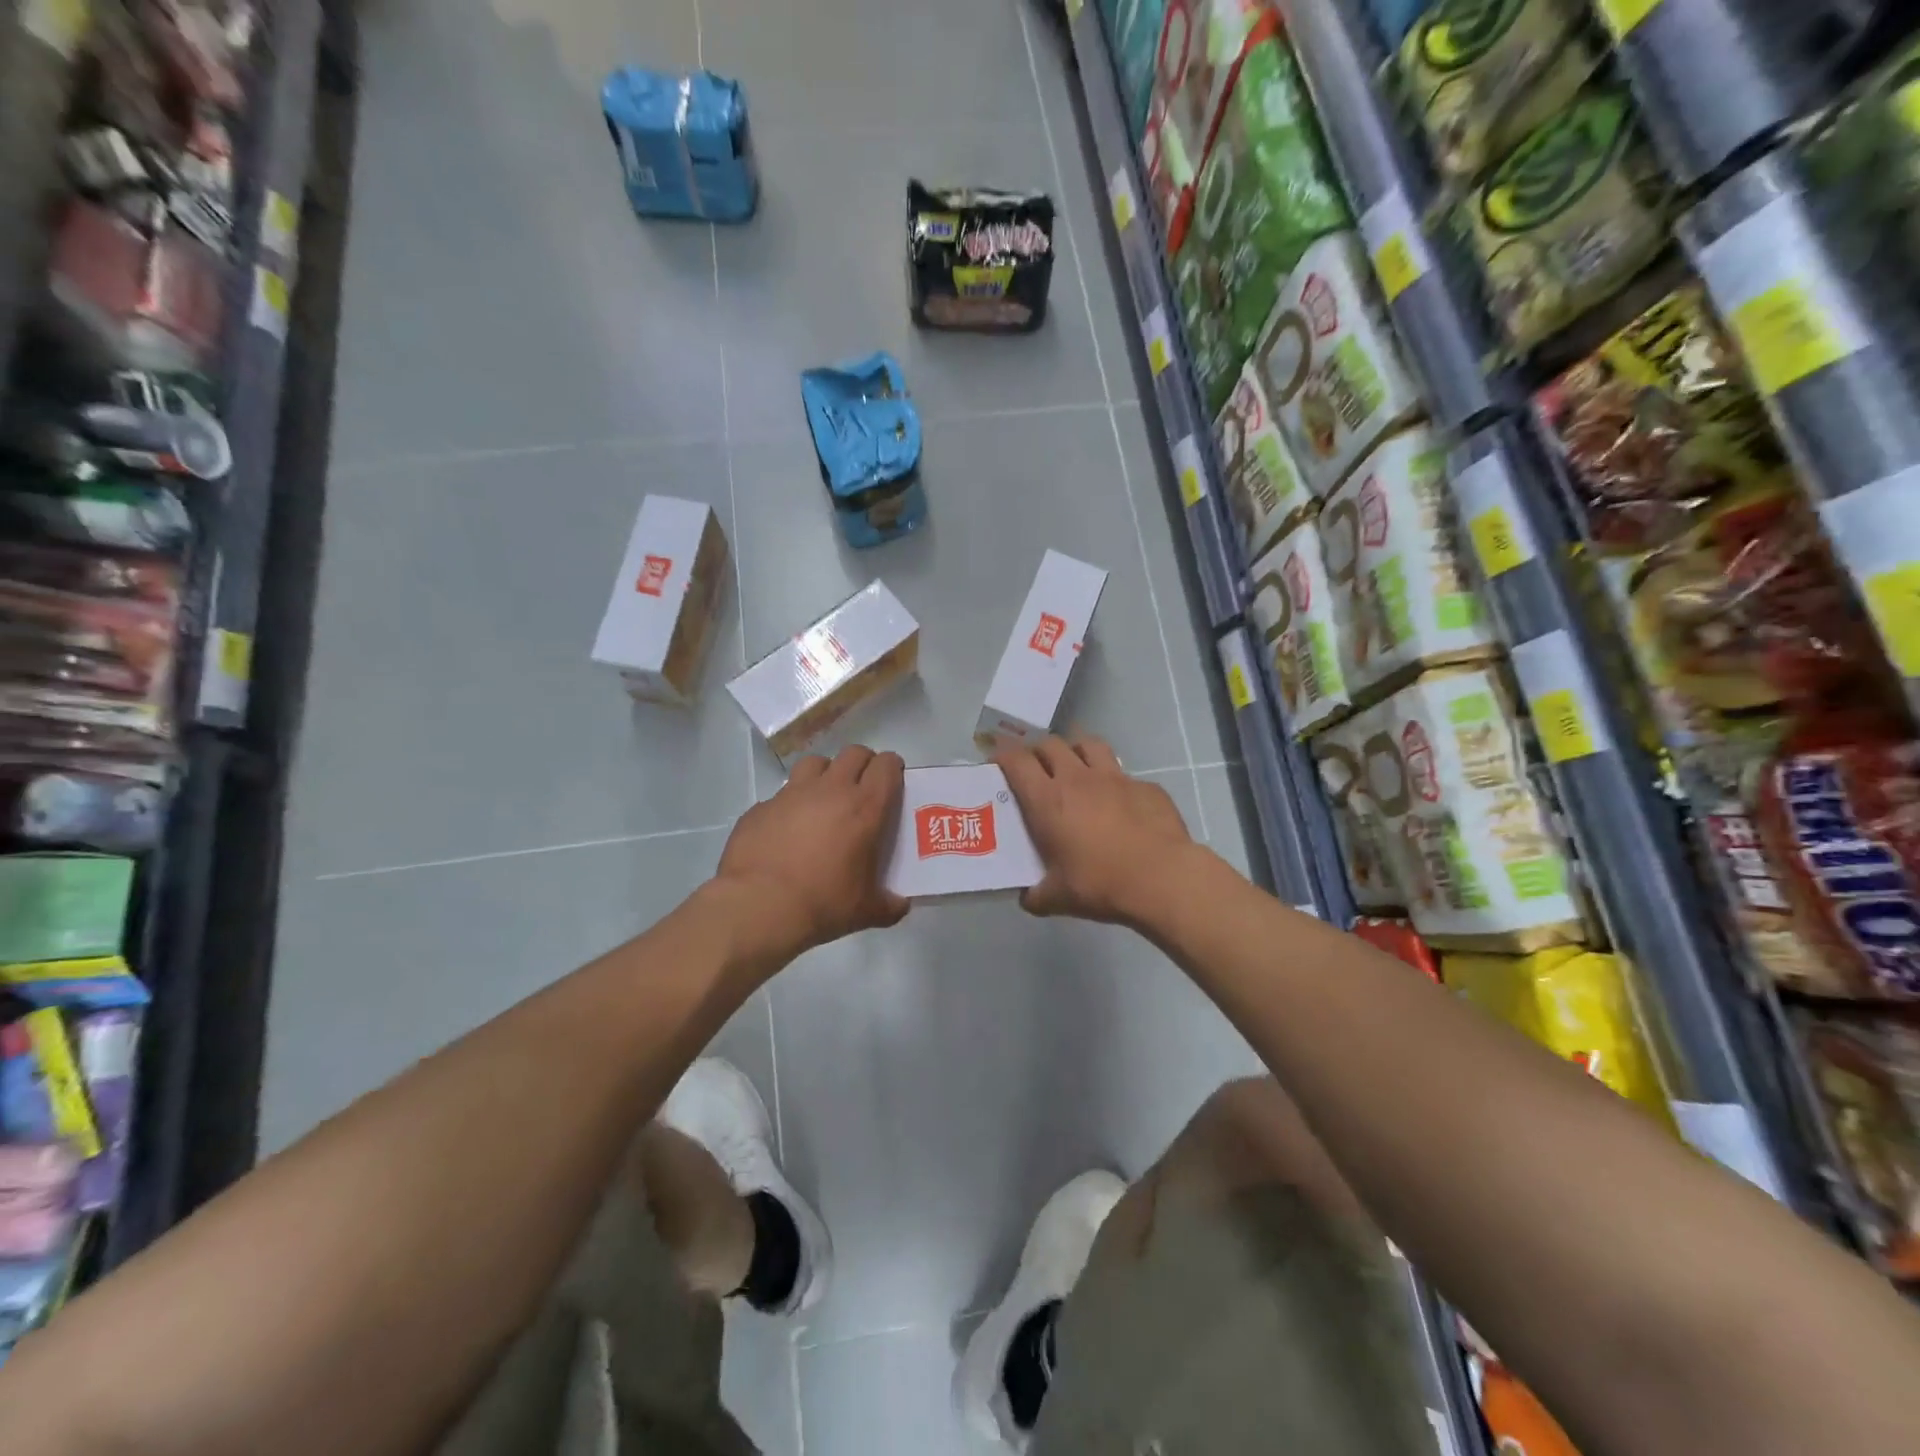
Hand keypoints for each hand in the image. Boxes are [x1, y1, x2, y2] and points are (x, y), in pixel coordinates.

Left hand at [714, 745, 909, 963]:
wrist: (759, 907)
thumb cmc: (823, 903)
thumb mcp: (866, 910)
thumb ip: (889, 905)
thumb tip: (900, 906)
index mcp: (865, 807)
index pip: (887, 766)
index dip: (893, 768)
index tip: (893, 781)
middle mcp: (830, 790)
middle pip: (854, 753)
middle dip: (863, 764)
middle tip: (863, 788)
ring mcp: (792, 794)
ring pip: (815, 763)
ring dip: (826, 773)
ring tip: (824, 798)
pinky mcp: (761, 806)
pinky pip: (781, 794)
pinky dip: (790, 804)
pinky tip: (787, 829)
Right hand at [994, 734, 1197, 923]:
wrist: (1163, 879)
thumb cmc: (1101, 884)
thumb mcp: (1058, 898)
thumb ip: (1036, 895)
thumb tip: (1027, 898)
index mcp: (1049, 800)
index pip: (1017, 760)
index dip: (1003, 754)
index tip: (996, 759)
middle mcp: (1078, 779)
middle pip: (1051, 744)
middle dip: (1037, 750)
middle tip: (1034, 767)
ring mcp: (1116, 778)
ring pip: (1089, 745)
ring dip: (1075, 751)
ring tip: (1074, 767)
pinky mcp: (1146, 787)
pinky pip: (1125, 774)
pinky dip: (1114, 782)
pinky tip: (1119, 803)